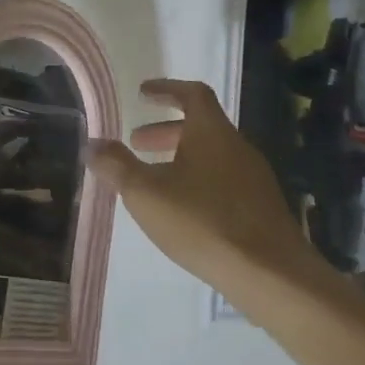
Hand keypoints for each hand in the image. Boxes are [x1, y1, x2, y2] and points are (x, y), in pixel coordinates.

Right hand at [85, 79, 313, 294]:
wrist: (271, 275)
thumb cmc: (203, 222)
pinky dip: (198, 180)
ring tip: (154, 179)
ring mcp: (254, 179)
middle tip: (137, 143)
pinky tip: (182, 209)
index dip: (166, 89)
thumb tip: (93, 143)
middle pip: (202, 126)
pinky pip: (224, 180)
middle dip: (166, 131)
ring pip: (213, 155)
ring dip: (181, 157)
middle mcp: (237, 147)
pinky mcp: (261, 208)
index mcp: (212, 133)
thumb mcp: (145, 193)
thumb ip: (116, 165)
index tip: (143, 93)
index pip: (193, 94)